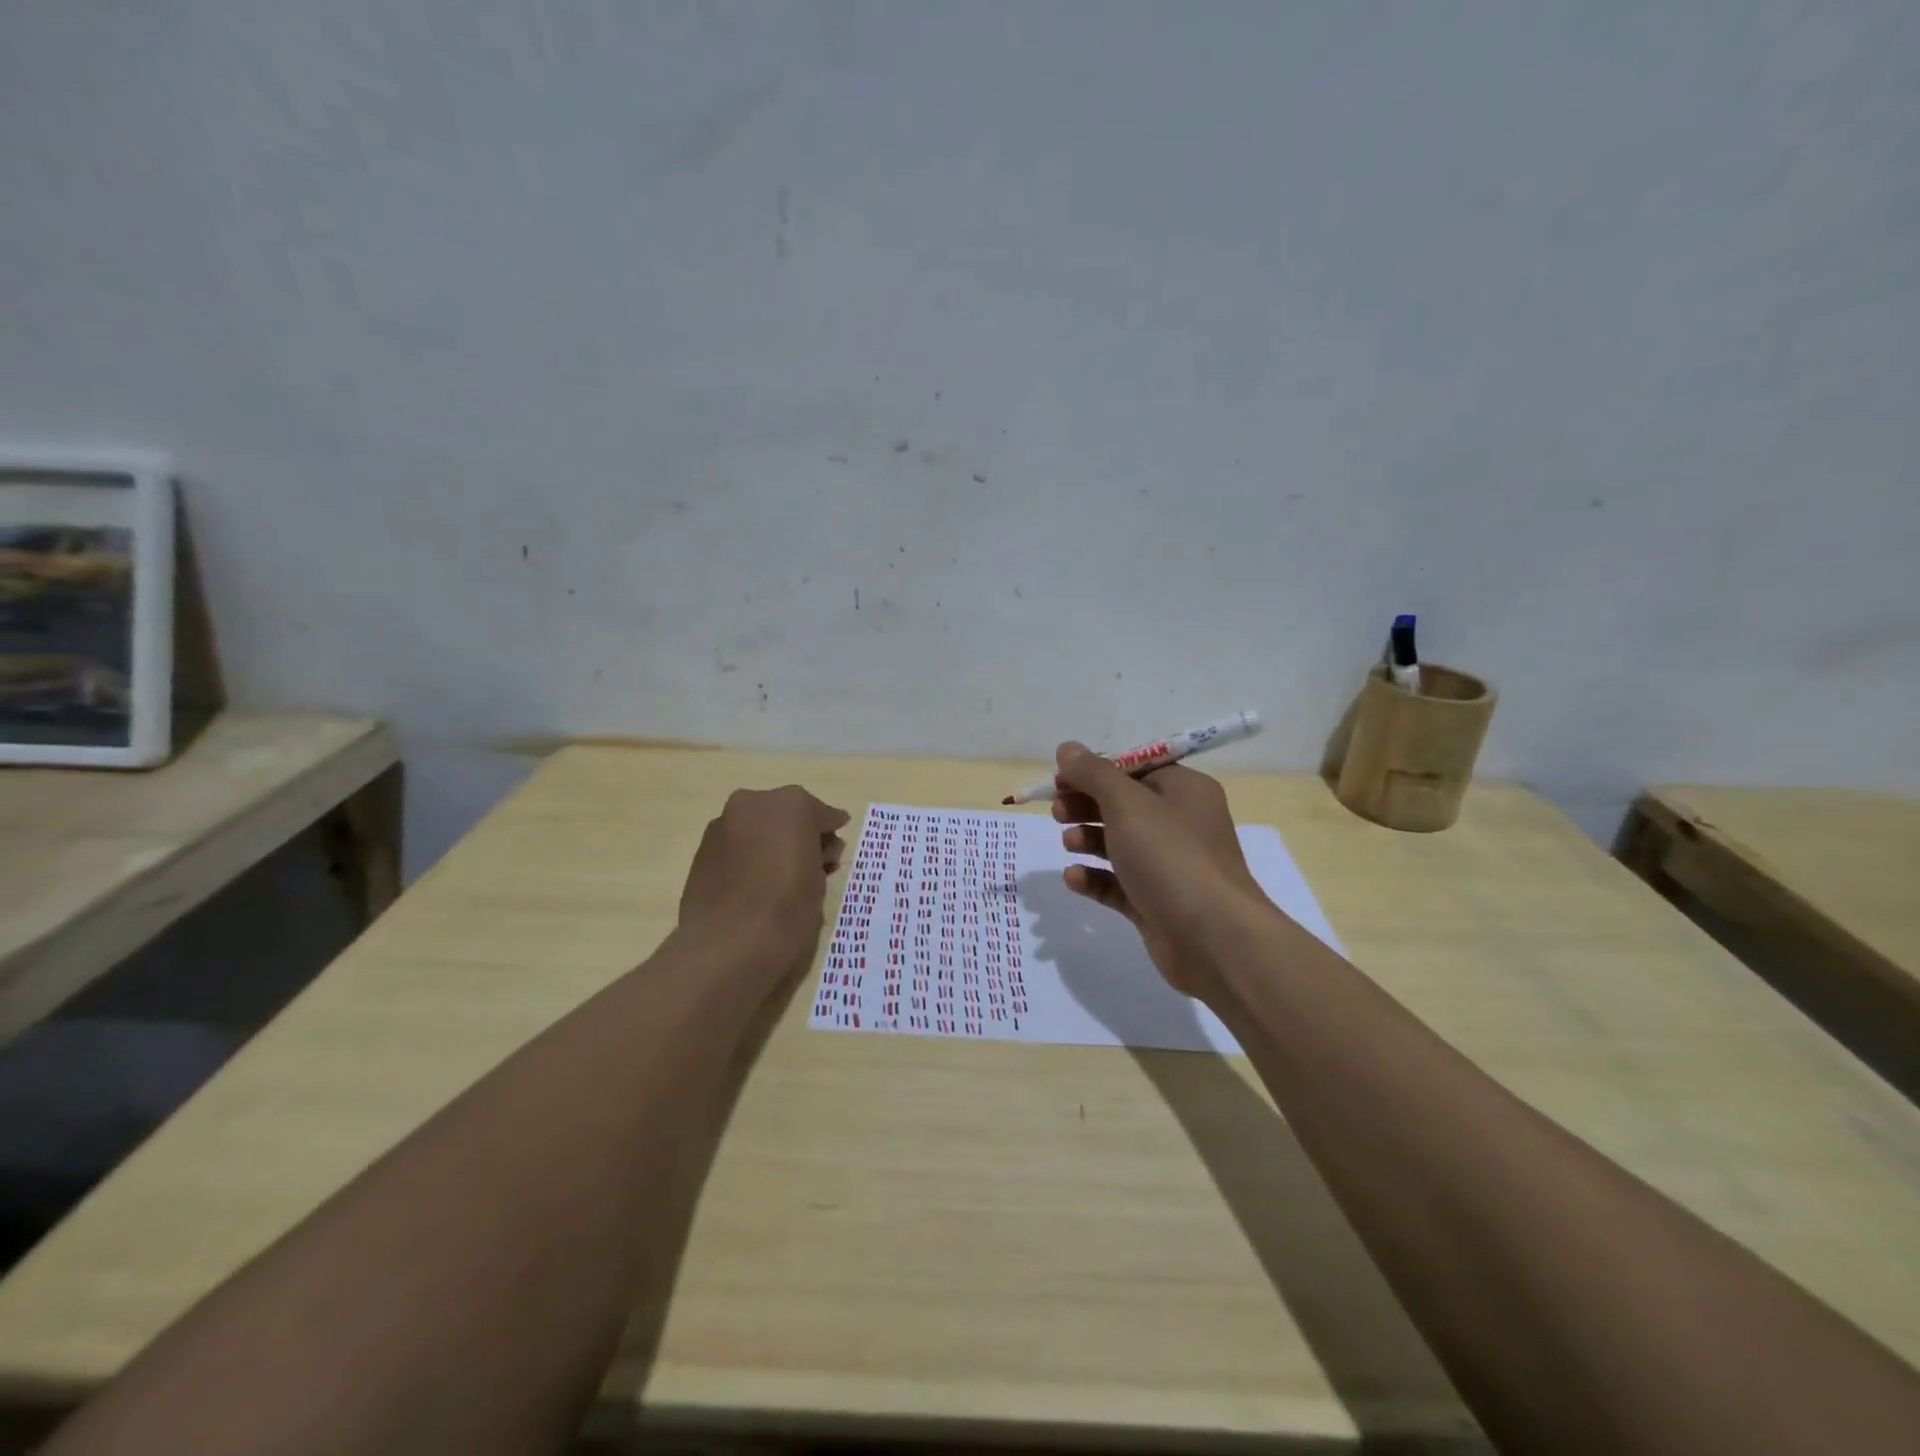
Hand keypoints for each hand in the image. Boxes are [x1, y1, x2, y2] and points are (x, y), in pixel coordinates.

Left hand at [677, 785, 849, 976]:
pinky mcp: (702, 847)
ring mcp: (723, 823)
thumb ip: (820, 854)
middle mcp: (755, 803)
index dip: (831, 832)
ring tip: (778, 877)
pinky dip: (748, 856)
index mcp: (793, 805)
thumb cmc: (788, 910)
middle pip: (787, 814)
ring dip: (771, 843)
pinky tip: (753, 883)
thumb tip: (814, 849)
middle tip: (809, 863)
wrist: (727, 945)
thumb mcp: (820, 880)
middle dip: (799, 834)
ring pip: (758, 827)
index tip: (835, 847)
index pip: (822, 815)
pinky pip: (736, 844)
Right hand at [1053, 742, 1273, 1002]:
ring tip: (1068, 843)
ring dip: (1089, 839)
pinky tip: (1073, 877)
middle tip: (1057, 812)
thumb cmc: (1171, 857)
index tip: (1060, 779)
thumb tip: (1068, 748)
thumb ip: (1094, 774)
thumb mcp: (1127, 804)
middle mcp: (1181, 824)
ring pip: (1120, 844)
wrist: (1213, 938)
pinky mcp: (1157, 903)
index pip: (1135, 768)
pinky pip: (1119, 883)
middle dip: (1087, 805)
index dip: (1095, 771)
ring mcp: (1170, 866)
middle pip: (1124, 805)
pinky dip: (1095, 878)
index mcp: (1184, 790)